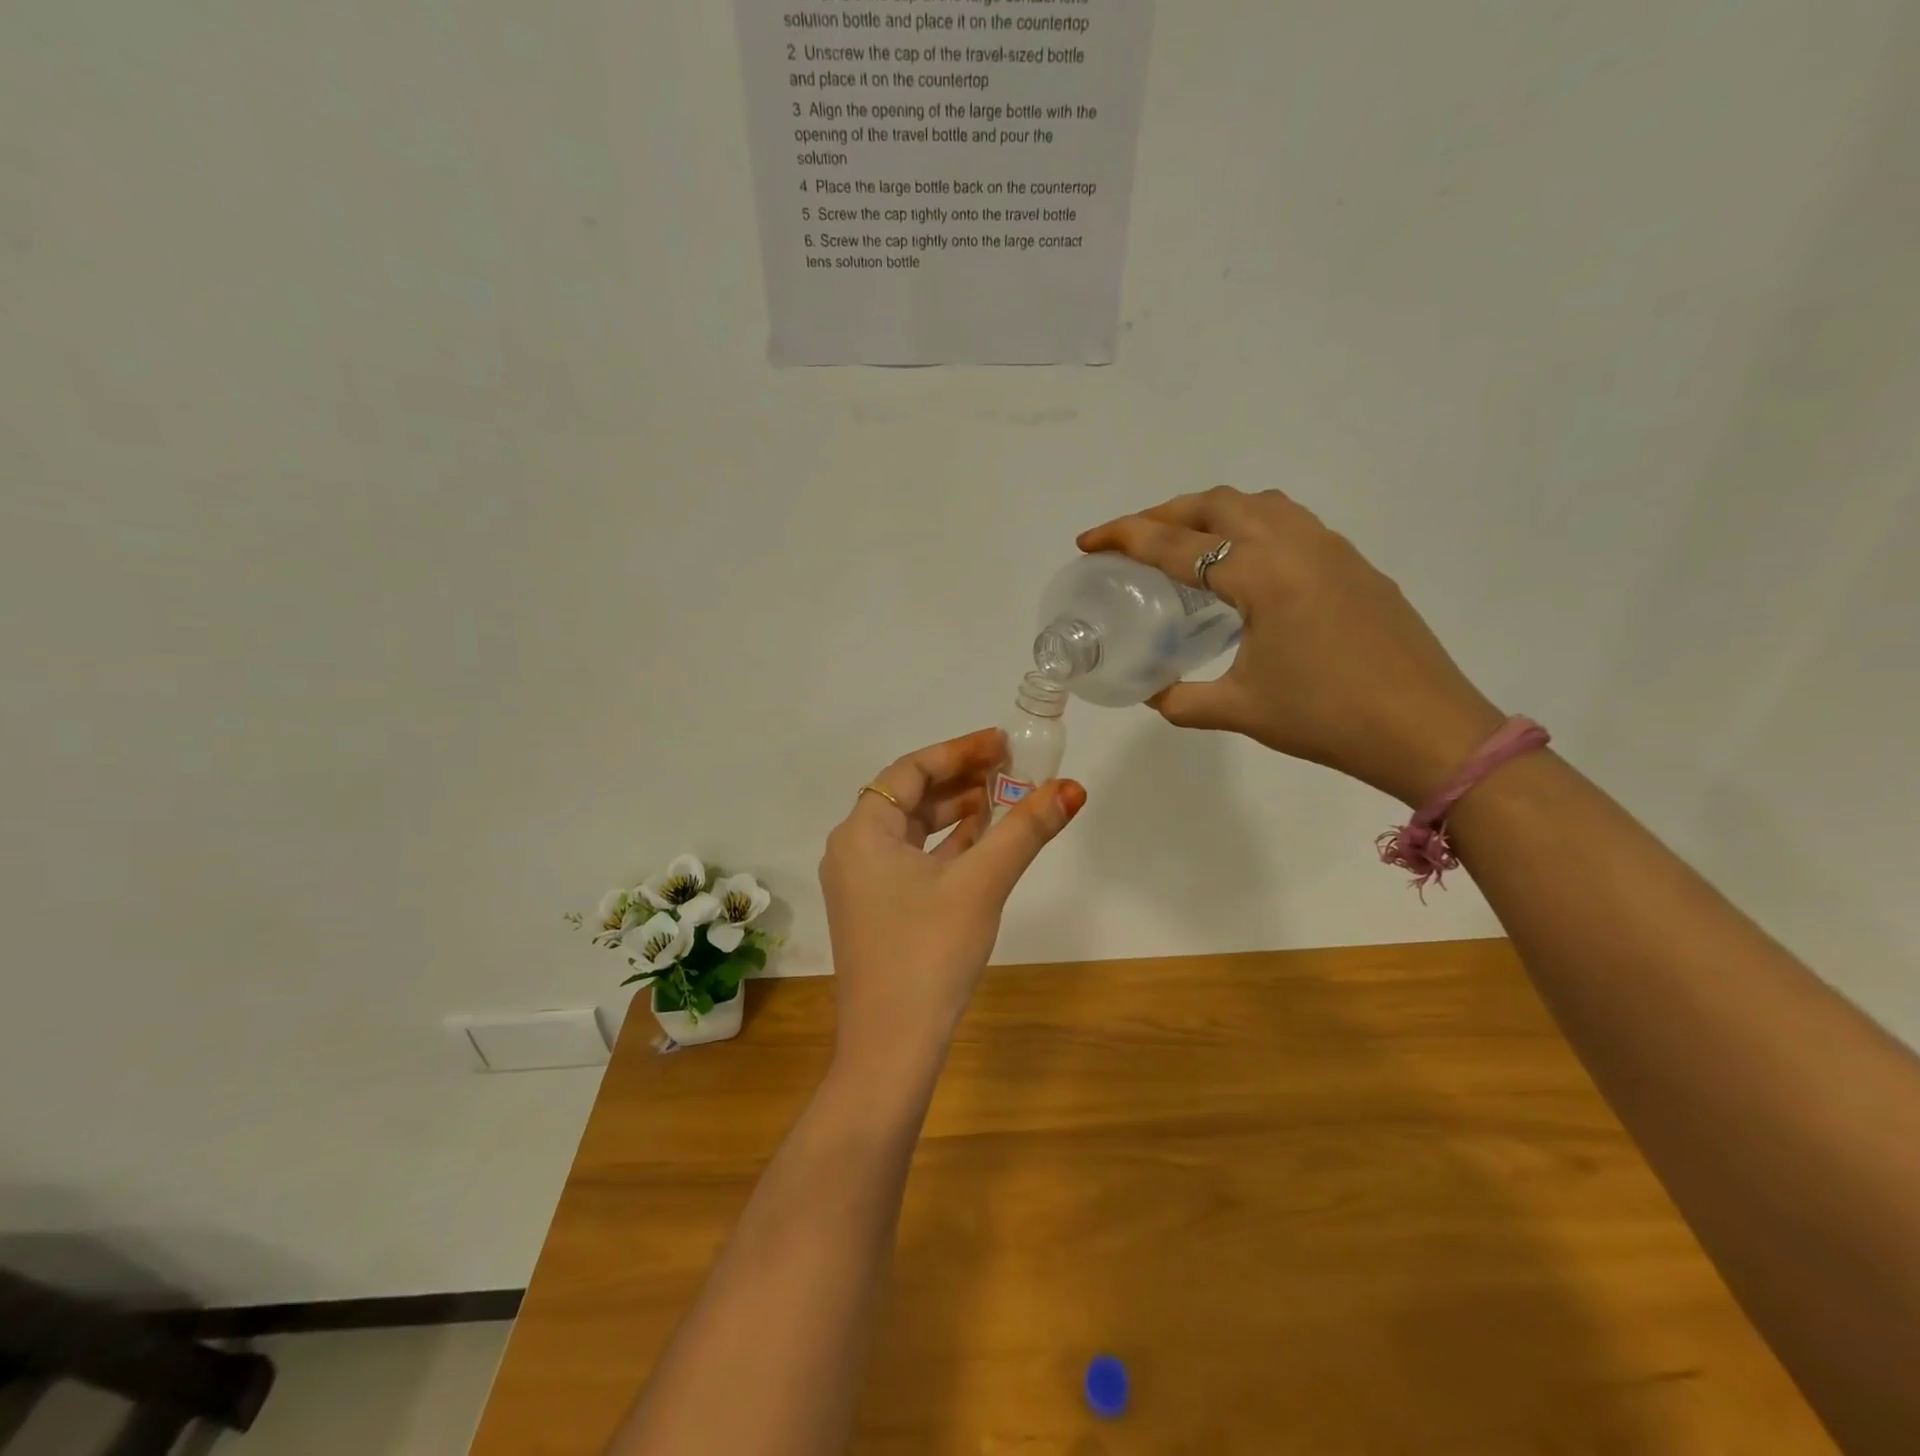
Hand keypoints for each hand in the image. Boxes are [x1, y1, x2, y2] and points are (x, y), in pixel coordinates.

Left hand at [820, 728, 1084, 1078]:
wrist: (891, 1048)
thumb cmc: (928, 953)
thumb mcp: (981, 883)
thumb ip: (1025, 830)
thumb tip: (1072, 788)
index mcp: (862, 832)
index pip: (911, 770)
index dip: (959, 751)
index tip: (1003, 744)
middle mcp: (854, 851)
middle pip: (910, 797)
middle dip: (961, 780)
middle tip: (1011, 768)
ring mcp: (863, 884)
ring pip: (914, 831)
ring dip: (958, 813)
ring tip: (1005, 799)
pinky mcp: (878, 912)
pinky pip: (914, 861)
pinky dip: (948, 847)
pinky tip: (985, 843)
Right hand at [1080, 487, 1504, 806]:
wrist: (1429, 730)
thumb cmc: (1328, 719)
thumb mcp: (1242, 711)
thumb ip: (1182, 699)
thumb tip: (1150, 692)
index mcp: (1262, 575)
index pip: (1177, 544)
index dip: (1125, 537)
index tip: (1088, 540)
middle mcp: (1296, 545)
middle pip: (1217, 503)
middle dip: (1165, 512)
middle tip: (1131, 539)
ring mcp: (1333, 549)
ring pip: (1260, 503)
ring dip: (1212, 512)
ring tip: (1184, 543)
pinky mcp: (1356, 565)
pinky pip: (1292, 523)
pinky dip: (1252, 527)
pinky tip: (1245, 568)